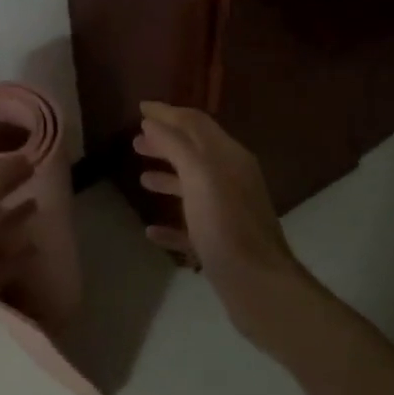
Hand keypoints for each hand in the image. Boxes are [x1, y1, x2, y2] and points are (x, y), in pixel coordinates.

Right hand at [136, 102, 314, 344]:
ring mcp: (228, 212)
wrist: (258, 286)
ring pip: (193, 187)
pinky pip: (191, 226)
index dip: (168, 113)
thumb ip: (176, 145)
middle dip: (166, 143)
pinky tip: (151, 230)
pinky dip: (171, 222)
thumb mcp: (199, 176)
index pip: (196, 123)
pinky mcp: (221, 243)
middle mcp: (232, 179)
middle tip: (135, 142)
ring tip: (141, 178)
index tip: (140, 107)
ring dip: (168, 178)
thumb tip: (153, 121)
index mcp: (229, 157)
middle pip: (195, 152)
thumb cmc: (225, 225)